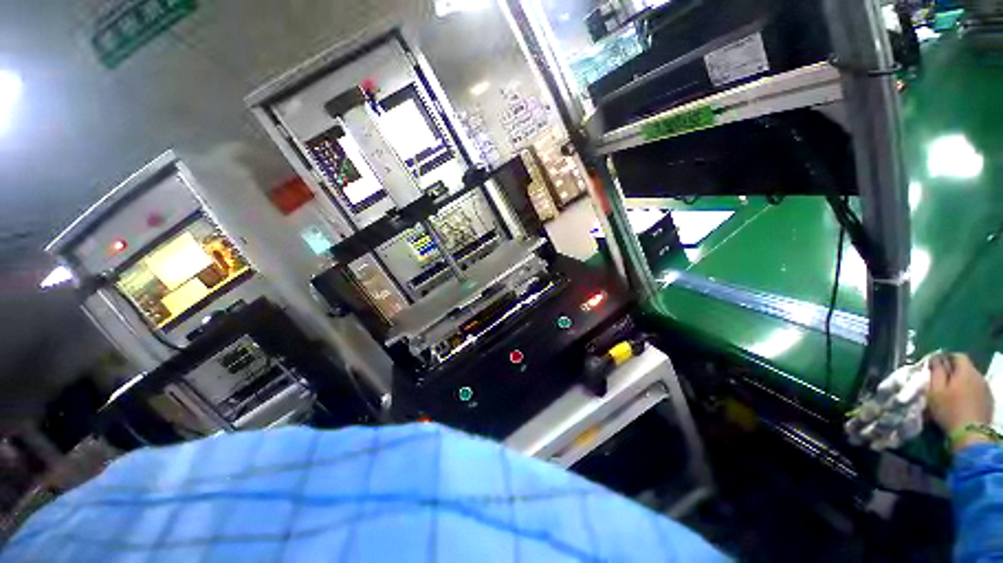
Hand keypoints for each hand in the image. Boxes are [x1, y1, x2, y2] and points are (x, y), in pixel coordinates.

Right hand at [927, 353, 993, 450]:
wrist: (971, 434)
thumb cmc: (949, 410)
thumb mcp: (935, 391)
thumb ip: (936, 373)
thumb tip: (936, 360)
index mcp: (966, 371)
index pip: (957, 356)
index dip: (946, 359)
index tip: (937, 367)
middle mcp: (979, 376)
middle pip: (966, 369)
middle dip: (955, 373)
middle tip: (943, 383)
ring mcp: (986, 389)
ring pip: (973, 380)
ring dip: (963, 384)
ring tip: (953, 395)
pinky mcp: (989, 401)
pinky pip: (978, 391)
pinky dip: (970, 393)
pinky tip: (964, 403)